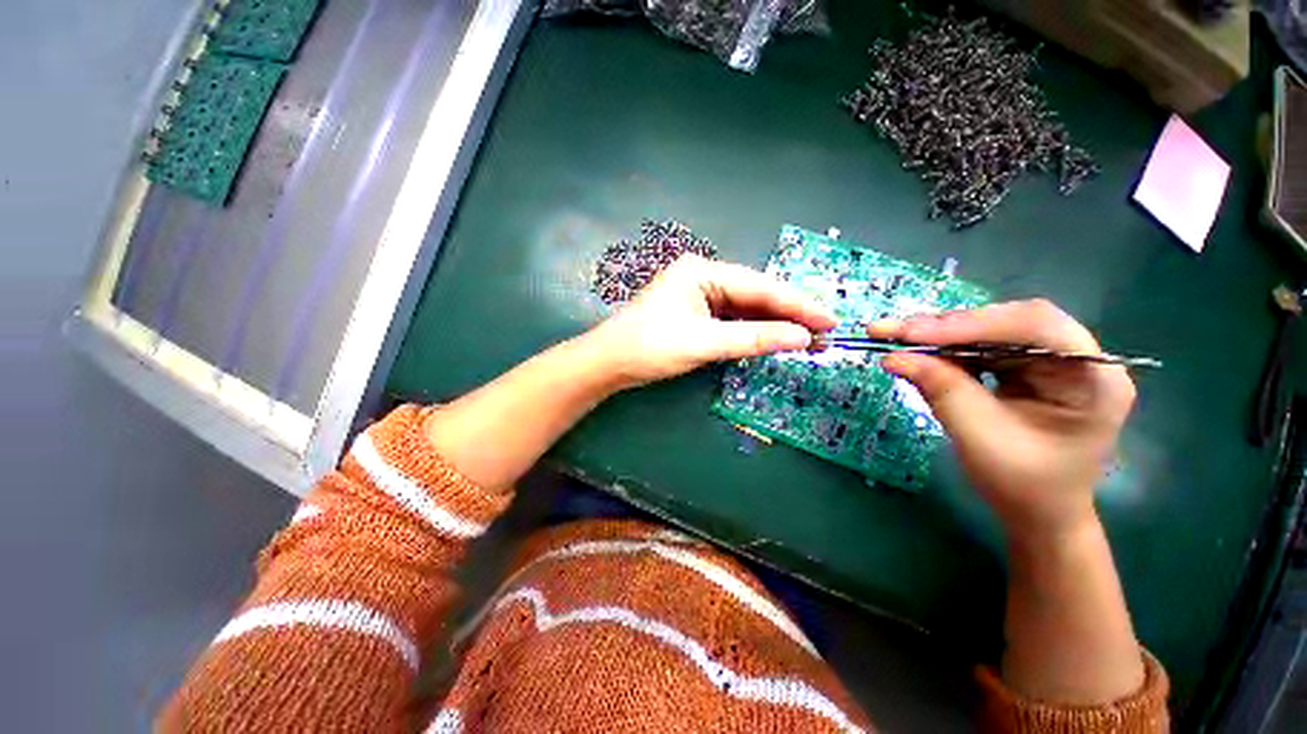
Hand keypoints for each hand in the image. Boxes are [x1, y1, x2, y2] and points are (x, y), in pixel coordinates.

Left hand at [581, 255, 835, 390]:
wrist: (609, 363)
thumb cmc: (651, 347)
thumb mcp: (705, 342)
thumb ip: (754, 339)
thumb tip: (802, 338)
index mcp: (703, 271)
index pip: (760, 287)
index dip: (797, 304)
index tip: (830, 319)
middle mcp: (703, 277)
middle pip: (755, 295)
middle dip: (789, 314)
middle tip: (826, 332)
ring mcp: (699, 295)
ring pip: (745, 308)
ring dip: (773, 324)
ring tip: (808, 338)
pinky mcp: (695, 314)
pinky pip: (731, 320)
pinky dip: (752, 331)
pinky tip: (773, 338)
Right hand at [869, 300, 1136, 543]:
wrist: (1038, 513)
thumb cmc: (1023, 485)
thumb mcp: (981, 439)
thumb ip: (942, 391)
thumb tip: (893, 357)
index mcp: (1093, 378)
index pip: (1033, 326)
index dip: (970, 323)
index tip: (911, 334)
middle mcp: (1076, 358)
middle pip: (1009, 321)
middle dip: (947, 326)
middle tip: (891, 331)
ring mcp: (1049, 361)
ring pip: (990, 329)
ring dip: (940, 334)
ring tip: (895, 337)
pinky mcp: (1023, 368)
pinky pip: (980, 346)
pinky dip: (945, 348)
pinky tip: (918, 351)